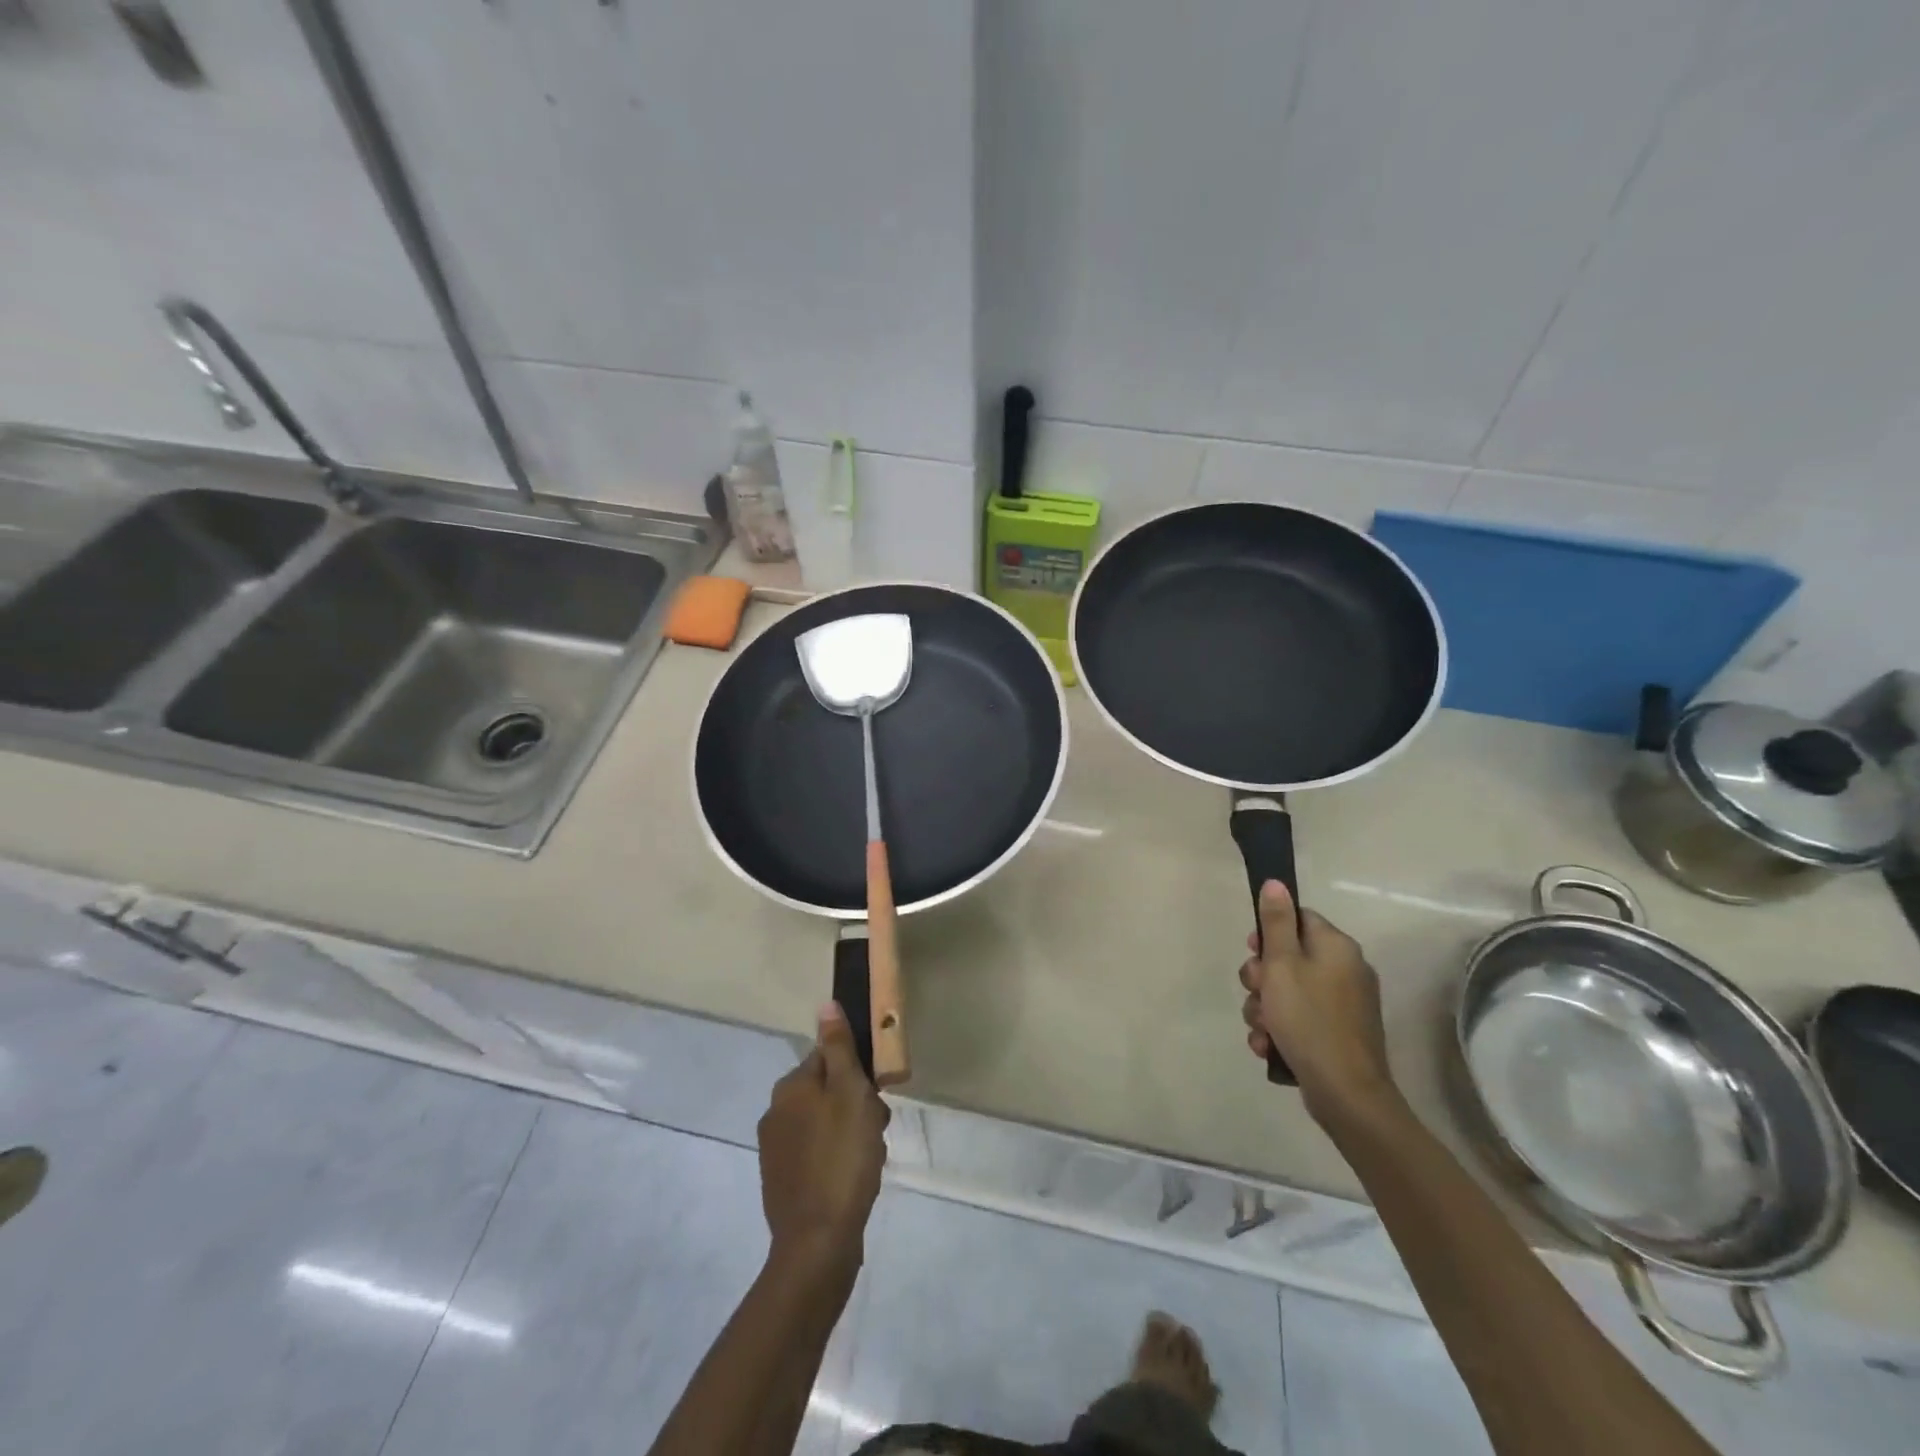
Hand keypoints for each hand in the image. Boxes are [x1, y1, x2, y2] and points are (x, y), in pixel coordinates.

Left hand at [758, 1004, 889, 1278]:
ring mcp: (775, 1150)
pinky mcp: (782, 1181)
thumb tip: (825, 1006)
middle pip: (827, 1090)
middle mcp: (775, 1112)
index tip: (876, 1096)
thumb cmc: (842, 1158)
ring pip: (825, 1122)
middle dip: (856, 1105)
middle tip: (875, 1130)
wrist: (818, 1243)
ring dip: (850, 1132)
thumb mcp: (849, 1093)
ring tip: (869, 1158)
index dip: (858, 1073)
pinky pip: (817, 1153)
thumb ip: (839, 1048)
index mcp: (790, 1087)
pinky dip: (837, 1159)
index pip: (829, 1058)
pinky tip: (853, 1178)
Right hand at [1239, 881, 1399, 1129]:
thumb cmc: (1309, 1020)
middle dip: (1261, 978)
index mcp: (1336, 947)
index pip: (1297, 919)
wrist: (1345, 1093)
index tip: (1253, 952)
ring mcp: (1343, 1004)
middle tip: (1256, 993)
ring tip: (1262, 1029)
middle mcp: (1345, 970)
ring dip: (1265, 1008)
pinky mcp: (1338, 1033)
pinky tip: (1269, 1046)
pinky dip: (1280, 1029)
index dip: (1268, 934)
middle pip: (1288, 957)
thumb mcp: (1282, 965)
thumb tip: (1276, 882)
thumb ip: (1276, 923)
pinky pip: (1299, 1018)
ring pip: (1287, 991)